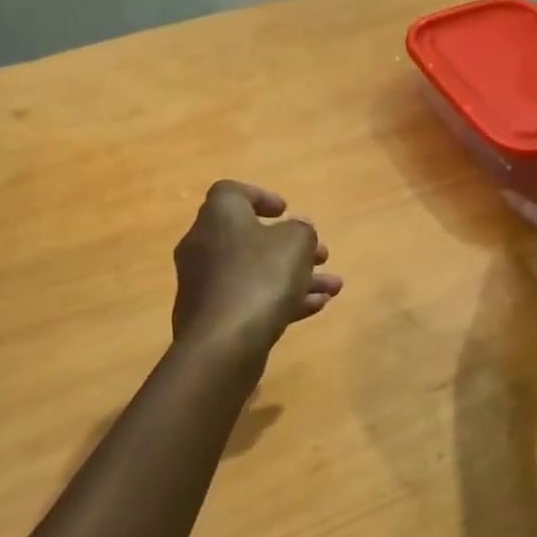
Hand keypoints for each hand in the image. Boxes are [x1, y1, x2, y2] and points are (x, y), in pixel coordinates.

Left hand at [172, 182, 343, 351]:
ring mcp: (205, 283)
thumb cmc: (261, 277)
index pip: (232, 193)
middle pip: (250, 237)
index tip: (286, 211)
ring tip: (333, 288)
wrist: (223, 344)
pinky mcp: (211, 317)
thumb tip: (297, 230)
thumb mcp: (296, 243)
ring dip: (295, 277)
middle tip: (321, 255)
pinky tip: (316, 308)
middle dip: (291, 247)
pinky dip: (280, 299)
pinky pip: (249, 299)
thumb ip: (302, 231)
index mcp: (218, 216)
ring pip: (256, 272)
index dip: (261, 197)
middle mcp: (204, 245)